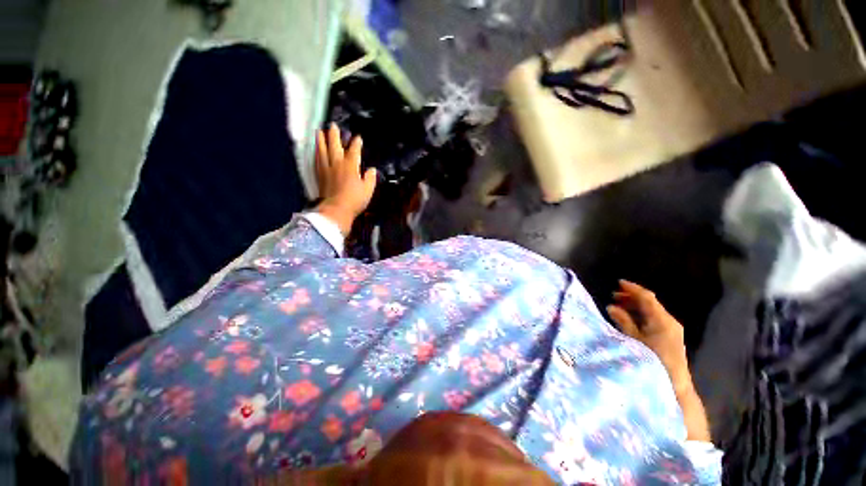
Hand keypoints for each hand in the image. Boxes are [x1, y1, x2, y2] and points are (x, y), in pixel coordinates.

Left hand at [315, 124, 376, 235]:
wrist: (336, 209)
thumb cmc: (355, 200)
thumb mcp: (368, 190)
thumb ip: (370, 178)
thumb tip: (372, 169)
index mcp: (351, 166)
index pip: (354, 151)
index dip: (356, 143)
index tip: (358, 138)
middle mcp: (337, 163)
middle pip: (335, 145)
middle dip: (335, 135)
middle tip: (333, 125)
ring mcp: (326, 168)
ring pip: (323, 150)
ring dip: (321, 140)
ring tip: (320, 131)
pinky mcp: (319, 174)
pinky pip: (317, 159)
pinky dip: (316, 152)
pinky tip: (316, 150)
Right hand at [607, 280, 692, 395]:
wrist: (674, 385)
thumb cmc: (651, 360)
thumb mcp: (634, 340)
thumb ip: (623, 321)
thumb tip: (612, 307)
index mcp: (662, 320)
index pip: (647, 297)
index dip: (632, 289)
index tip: (618, 282)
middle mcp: (669, 321)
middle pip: (650, 303)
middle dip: (632, 297)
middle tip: (614, 295)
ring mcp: (671, 329)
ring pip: (651, 311)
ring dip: (635, 306)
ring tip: (618, 305)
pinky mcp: (670, 337)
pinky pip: (654, 319)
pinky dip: (641, 315)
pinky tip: (629, 318)